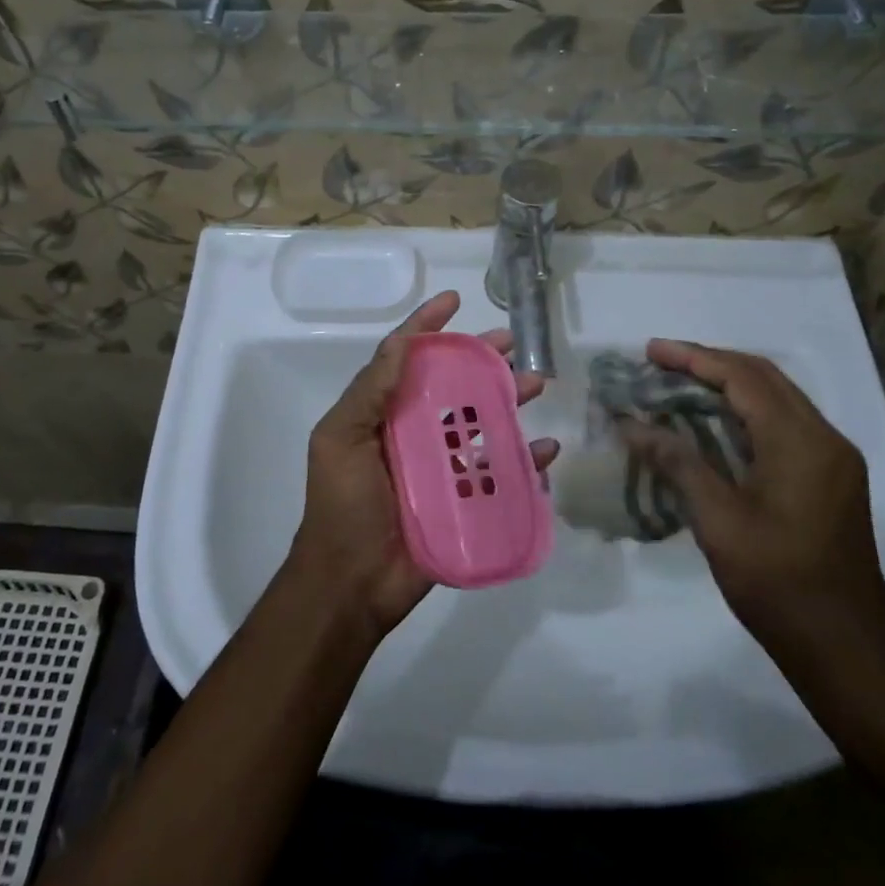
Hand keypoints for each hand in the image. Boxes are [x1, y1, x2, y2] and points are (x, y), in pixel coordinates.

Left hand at [287, 291, 559, 638]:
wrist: (349, 585)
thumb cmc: (341, 505)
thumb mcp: (340, 439)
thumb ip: (369, 391)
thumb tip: (402, 340)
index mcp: (381, 413)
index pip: (405, 358)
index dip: (427, 326)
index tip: (453, 300)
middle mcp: (412, 432)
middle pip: (452, 385)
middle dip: (480, 359)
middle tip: (512, 341)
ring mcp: (441, 467)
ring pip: (482, 422)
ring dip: (509, 401)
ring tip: (535, 384)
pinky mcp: (464, 501)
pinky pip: (500, 474)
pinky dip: (526, 460)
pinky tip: (545, 449)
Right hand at [625, 340, 884, 671]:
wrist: (846, 651)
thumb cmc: (778, 584)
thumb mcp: (718, 521)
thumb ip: (678, 462)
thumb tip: (631, 424)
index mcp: (801, 442)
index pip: (742, 377)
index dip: (693, 358)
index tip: (650, 351)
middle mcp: (825, 438)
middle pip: (764, 378)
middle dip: (710, 364)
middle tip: (660, 363)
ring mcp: (834, 459)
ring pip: (777, 398)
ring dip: (729, 385)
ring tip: (680, 385)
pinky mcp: (833, 479)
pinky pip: (786, 424)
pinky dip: (747, 412)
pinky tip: (714, 424)